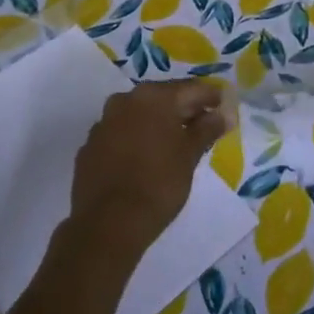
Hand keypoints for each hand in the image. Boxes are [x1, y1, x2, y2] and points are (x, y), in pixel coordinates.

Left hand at [68, 81, 231, 261]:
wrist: (109, 224)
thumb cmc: (159, 183)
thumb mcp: (190, 155)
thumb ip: (207, 129)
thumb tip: (223, 114)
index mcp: (153, 97)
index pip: (190, 89)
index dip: (210, 96)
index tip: (223, 104)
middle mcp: (125, 101)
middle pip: (162, 99)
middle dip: (183, 109)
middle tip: (203, 123)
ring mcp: (103, 124)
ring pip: (138, 116)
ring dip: (157, 124)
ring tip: (175, 142)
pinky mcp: (89, 147)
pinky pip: (119, 135)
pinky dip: (135, 140)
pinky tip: (145, 158)